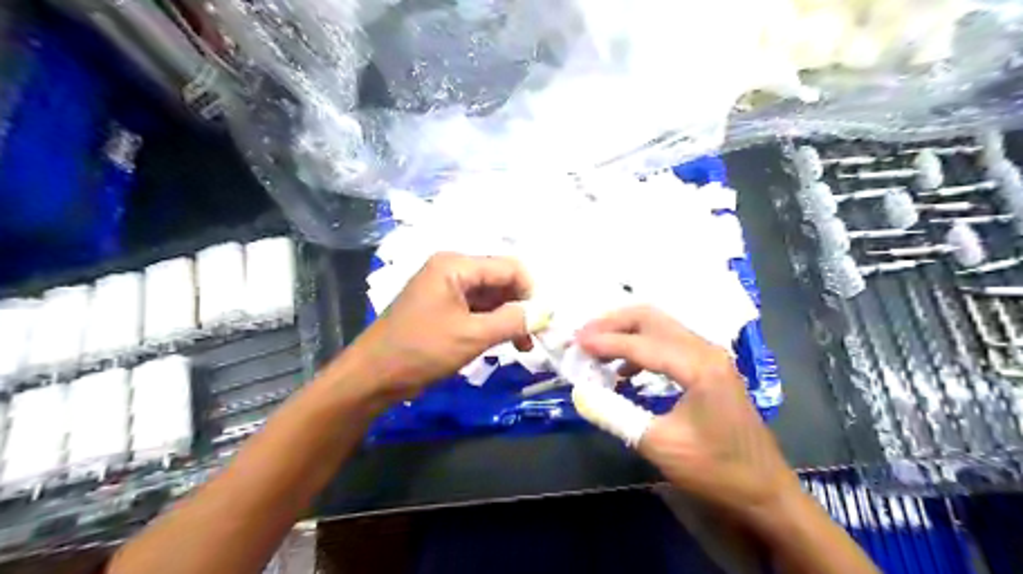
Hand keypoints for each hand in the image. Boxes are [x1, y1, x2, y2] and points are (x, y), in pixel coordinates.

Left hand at [345, 254, 531, 405]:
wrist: (372, 376)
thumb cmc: (420, 350)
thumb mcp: (471, 336)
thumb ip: (512, 321)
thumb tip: (546, 312)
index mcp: (455, 265)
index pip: (508, 267)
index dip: (531, 291)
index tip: (545, 319)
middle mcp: (452, 270)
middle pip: (500, 280)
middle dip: (520, 306)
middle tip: (536, 336)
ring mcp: (446, 289)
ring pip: (491, 297)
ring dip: (508, 318)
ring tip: (523, 346)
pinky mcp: (443, 307)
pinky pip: (477, 309)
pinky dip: (492, 324)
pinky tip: (504, 343)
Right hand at [575, 306, 797, 521]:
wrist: (765, 491)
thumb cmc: (715, 470)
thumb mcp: (658, 444)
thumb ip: (614, 414)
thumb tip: (580, 393)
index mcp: (698, 366)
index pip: (641, 343)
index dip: (605, 342)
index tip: (575, 342)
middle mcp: (706, 350)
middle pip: (652, 319)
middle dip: (614, 323)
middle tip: (584, 335)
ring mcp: (710, 356)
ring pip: (661, 327)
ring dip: (627, 332)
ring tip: (597, 349)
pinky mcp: (710, 367)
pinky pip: (669, 343)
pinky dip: (642, 348)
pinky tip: (625, 370)